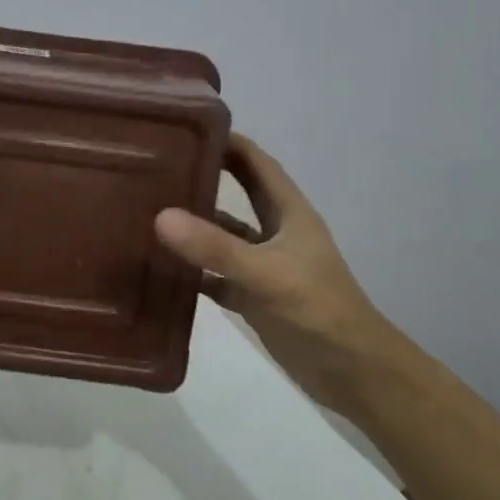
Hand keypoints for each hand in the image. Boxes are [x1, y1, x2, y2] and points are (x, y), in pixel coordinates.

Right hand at [155, 133, 392, 414]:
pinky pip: (214, 275)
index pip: (257, 164)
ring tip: (148, 211)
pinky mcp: (252, 296)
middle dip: (204, 177)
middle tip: (157, 164)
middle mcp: (275, 233)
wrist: (351, 372)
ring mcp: (263, 266)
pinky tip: (158, 268)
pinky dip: (191, 270)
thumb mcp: (267, 274)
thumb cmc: (317, 310)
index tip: (187, 127)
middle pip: (237, 194)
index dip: (229, 142)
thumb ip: (215, 248)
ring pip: (222, 236)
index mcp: (289, 213)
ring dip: (193, 225)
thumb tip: (161, 217)